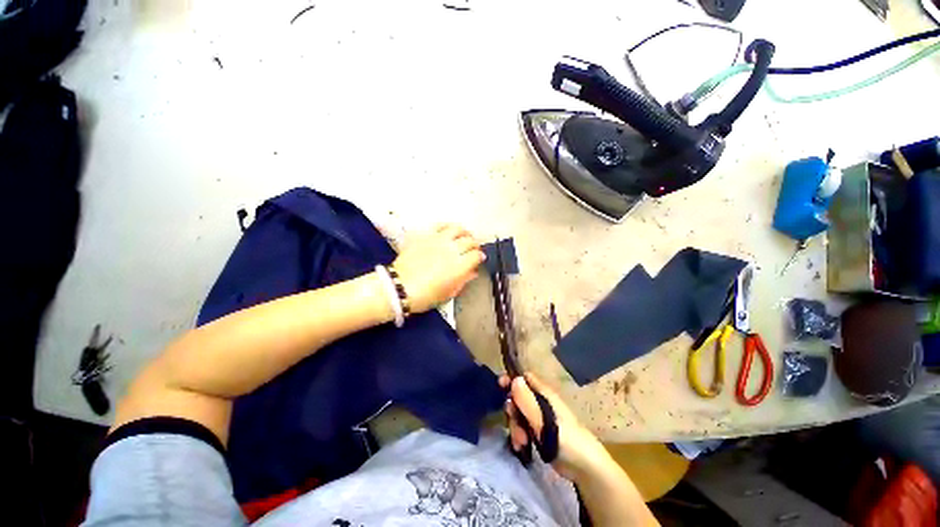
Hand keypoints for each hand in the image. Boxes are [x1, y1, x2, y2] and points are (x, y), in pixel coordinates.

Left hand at [392, 224, 484, 313]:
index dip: (480, 256)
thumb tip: (472, 272)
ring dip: (463, 232)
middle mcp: (451, 249)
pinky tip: (447, 230)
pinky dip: (446, 226)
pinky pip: (438, 226)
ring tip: (463, 235)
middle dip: (474, 244)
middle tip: (473, 248)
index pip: (476, 255)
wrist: (399, 287)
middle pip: (470, 240)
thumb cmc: (425, 296)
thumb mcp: (448, 293)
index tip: (479, 259)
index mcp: (459, 266)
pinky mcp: (424, 236)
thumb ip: (463, 280)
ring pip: (457, 228)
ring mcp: (437, 240)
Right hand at [500, 373, 609, 480]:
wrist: (583, 467)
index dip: (512, 379)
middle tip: (514, 422)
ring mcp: (539, 418)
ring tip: (521, 442)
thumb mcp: (543, 419)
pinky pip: (522, 429)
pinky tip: (521, 447)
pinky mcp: (538, 433)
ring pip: (518, 415)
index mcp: (544, 394)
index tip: (500, 385)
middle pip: (518, 397)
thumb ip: (527, 400)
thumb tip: (515, 379)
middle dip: (512, 410)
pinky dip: (519, 437)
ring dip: (515, 427)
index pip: (525, 378)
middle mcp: (540, 403)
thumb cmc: (566, 438)